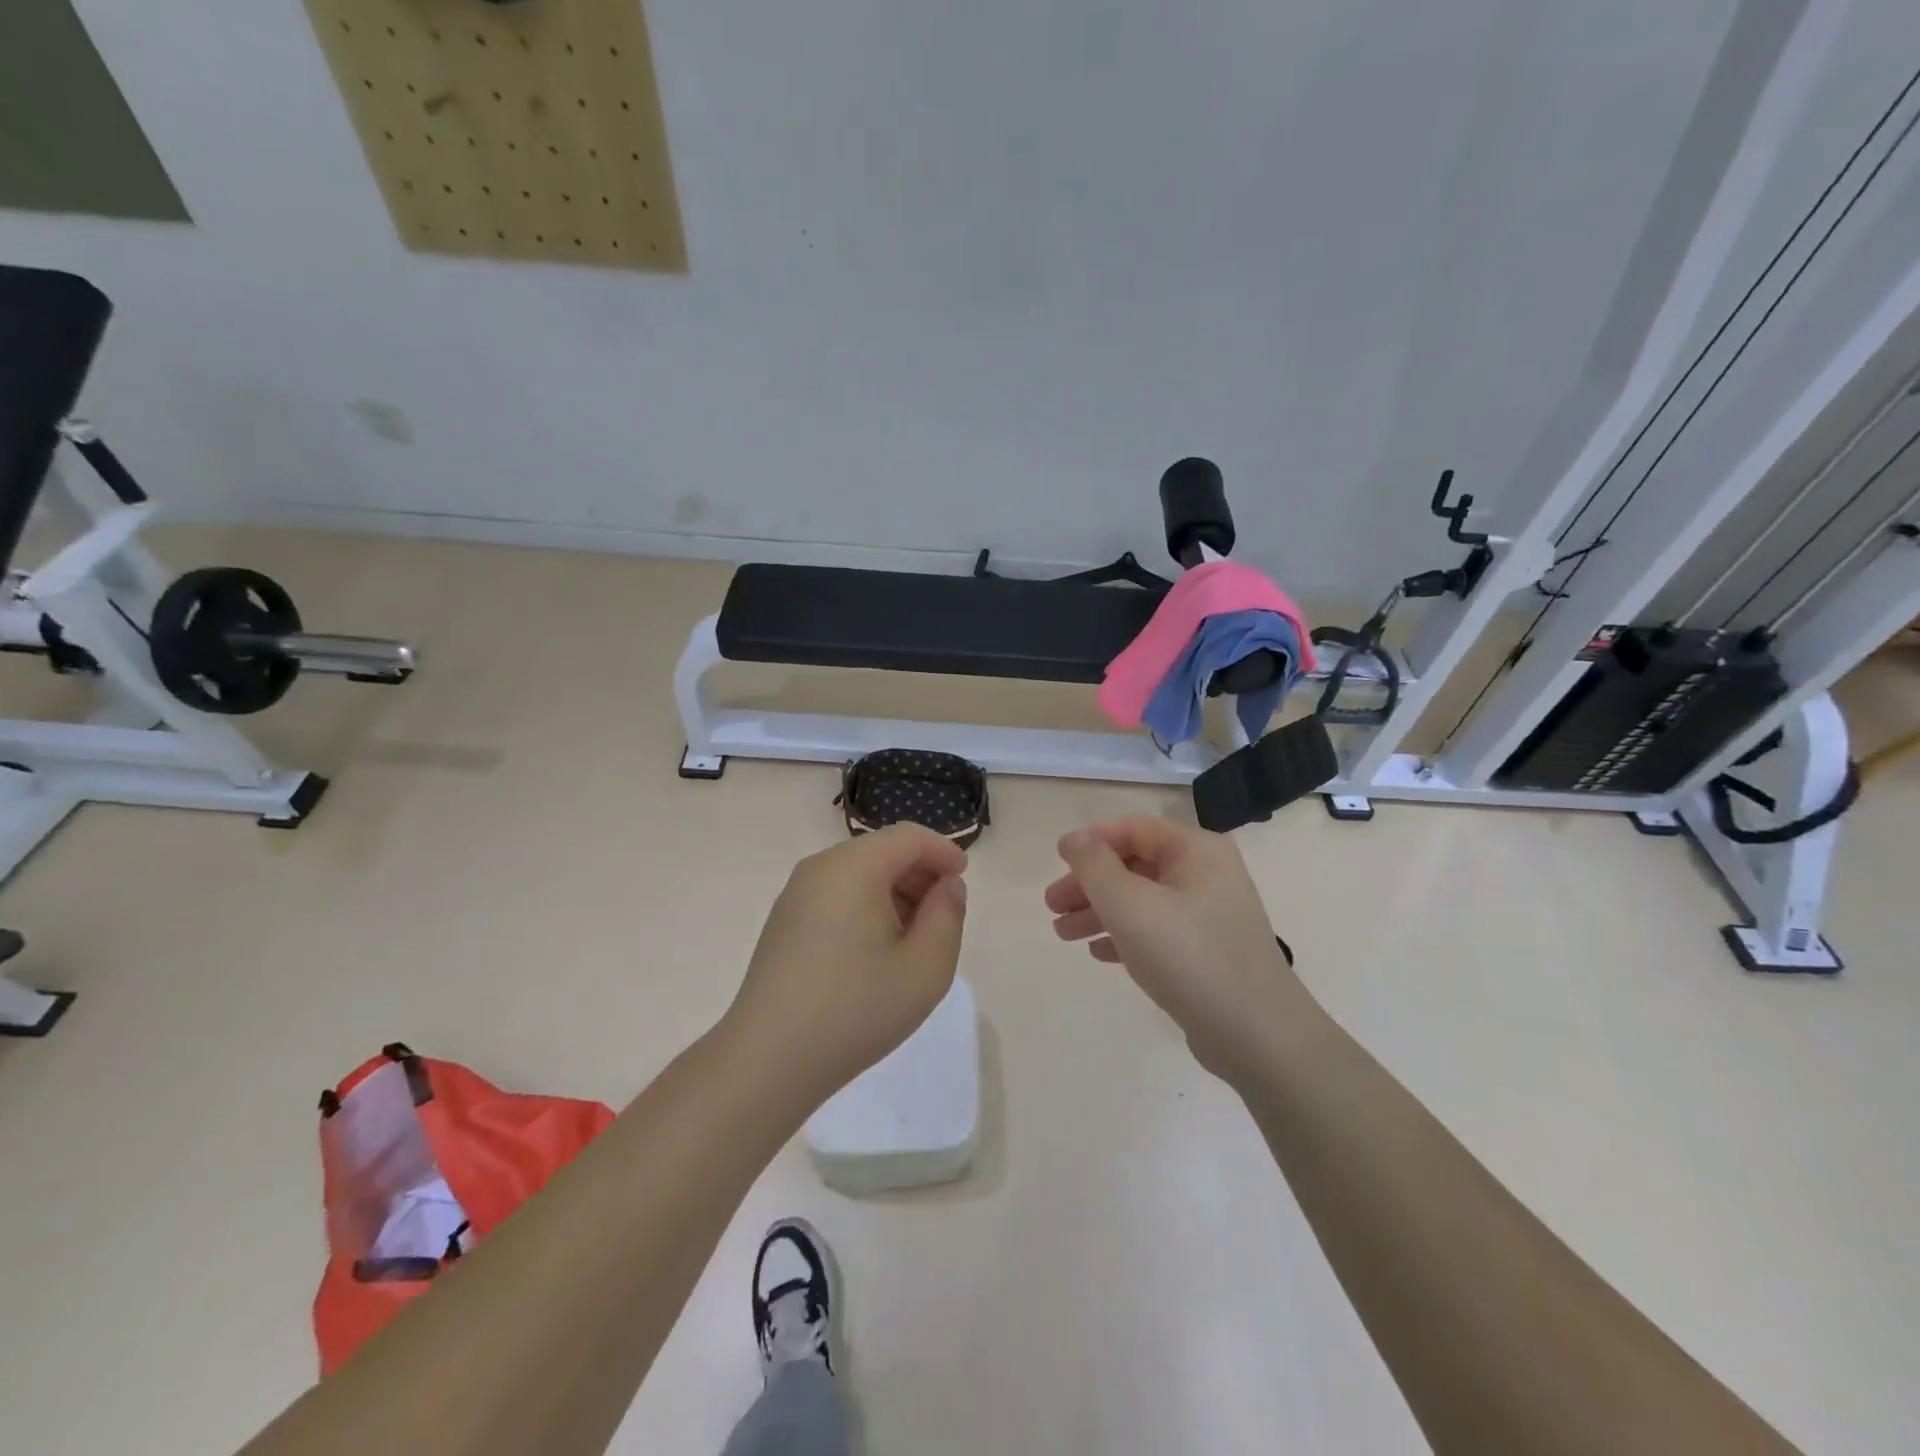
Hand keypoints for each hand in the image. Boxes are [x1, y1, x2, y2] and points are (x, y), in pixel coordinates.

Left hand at [725, 825, 968, 1105]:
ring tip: (913, 940)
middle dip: (919, 874)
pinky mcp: (784, 922)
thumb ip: (947, 915)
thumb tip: (945, 886)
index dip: (943, 851)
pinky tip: (876, 952)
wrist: (767, 1062)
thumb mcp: (925, 968)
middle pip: (882, 851)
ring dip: (894, 893)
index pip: (908, 837)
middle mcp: (819, 869)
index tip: (963, 881)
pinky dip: (866, 906)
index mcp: (852, 867)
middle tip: (942, 917)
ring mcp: (795, 895)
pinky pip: (837, 895)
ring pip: (859, 873)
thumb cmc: (855, 1011)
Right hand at [1046, 818, 1297, 1079]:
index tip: (1057, 860)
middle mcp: (1207, 875)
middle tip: (1052, 905)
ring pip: (1143, 901)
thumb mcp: (1129, 904)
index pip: (1134, 829)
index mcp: (1196, 851)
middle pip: (1135, 865)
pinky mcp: (1208, 952)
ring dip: (1100, 912)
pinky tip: (1098, 952)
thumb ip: (1095, 865)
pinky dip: (1125, 935)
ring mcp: (1210, 915)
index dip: (1092, 840)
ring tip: (1063, 934)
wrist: (1257, 1035)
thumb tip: (1075, 839)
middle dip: (1090, 883)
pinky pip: (1158, 931)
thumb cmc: (1188, 955)